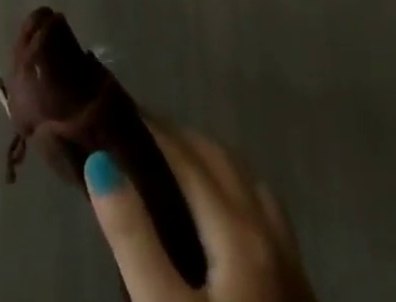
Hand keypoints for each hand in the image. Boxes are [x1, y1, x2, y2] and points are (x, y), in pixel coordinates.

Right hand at [86, 123, 314, 301]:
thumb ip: (133, 235)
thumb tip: (99, 160)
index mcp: (238, 228)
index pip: (185, 154)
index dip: (149, 128)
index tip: (114, 112)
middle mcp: (269, 228)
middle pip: (219, 157)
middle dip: (176, 137)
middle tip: (132, 136)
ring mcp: (290, 256)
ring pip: (245, 179)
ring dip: (206, 158)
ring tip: (167, 163)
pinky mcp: (297, 285)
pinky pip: (261, 207)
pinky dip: (230, 186)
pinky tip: (213, 209)